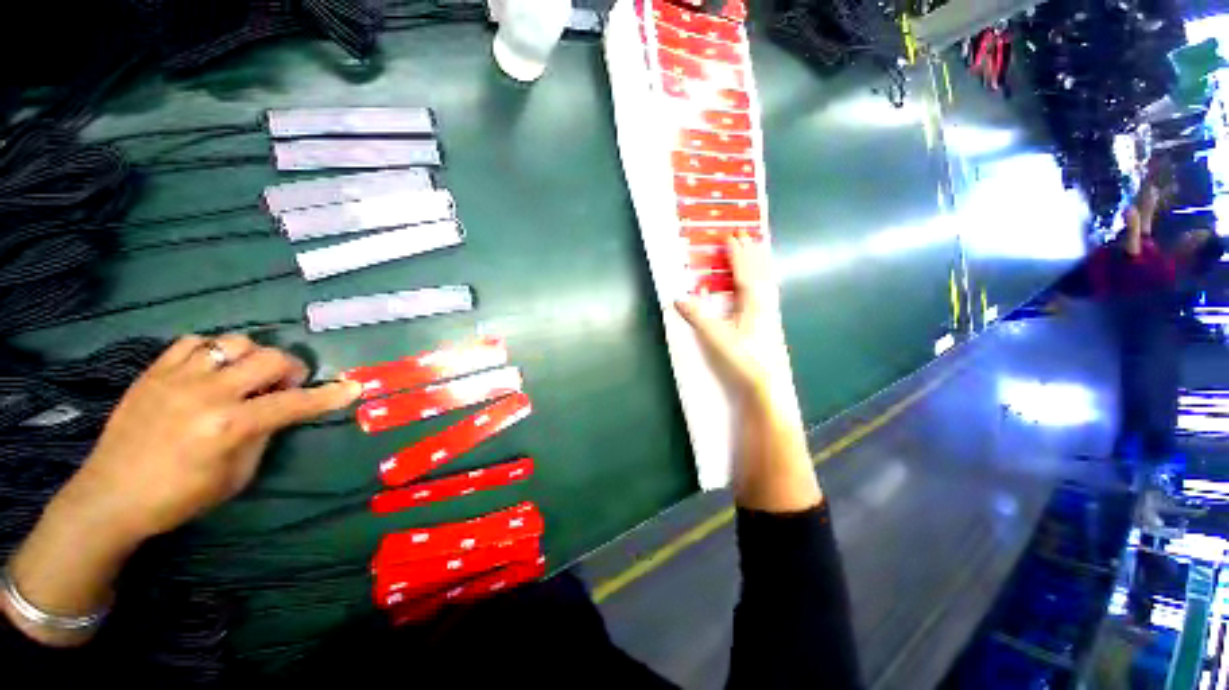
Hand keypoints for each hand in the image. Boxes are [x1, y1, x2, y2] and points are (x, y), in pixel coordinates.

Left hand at [66, 334, 361, 540]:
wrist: (110, 497)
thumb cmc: (179, 497)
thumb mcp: (235, 476)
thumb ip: (263, 436)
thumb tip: (279, 411)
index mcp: (229, 426)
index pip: (294, 403)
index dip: (329, 396)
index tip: (353, 387)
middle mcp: (207, 394)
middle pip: (269, 359)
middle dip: (290, 369)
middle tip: (284, 386)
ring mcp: (177, 378)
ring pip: (234, 342)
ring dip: (253, 357)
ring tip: (246, 376)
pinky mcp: (153, 372)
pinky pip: (194, 342)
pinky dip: (213, 351)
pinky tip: (211, 369)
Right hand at [674, 232, 791, 400]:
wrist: (765, 383)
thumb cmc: (741, 357)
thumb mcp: (715, 336)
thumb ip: (697, 315)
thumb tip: (678, 298)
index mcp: (752, 301)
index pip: (744, 270)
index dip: (737, 253)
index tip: (731, 236)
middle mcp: (765, 301)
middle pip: (759, 270)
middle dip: (752, 251)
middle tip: (747, 234)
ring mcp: (771, 312)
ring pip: (767, 279)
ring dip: (761, 262)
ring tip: (760, 249)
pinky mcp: (772, 322)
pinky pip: (770, 291)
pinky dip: (766, 279)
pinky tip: (765, 283)